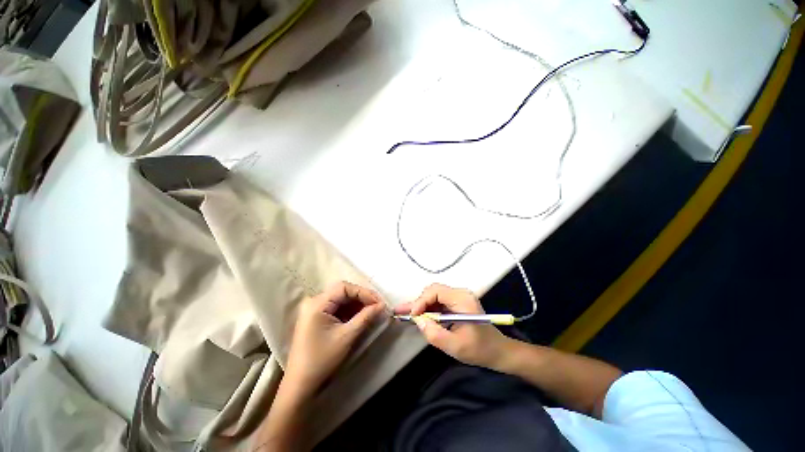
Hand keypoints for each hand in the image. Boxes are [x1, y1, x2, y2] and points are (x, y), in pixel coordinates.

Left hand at [285, 281, 385, 396]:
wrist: (301, 384)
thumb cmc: (322, 359)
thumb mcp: (347, 336)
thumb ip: (365, 317)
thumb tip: (382, 305)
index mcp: (317, 304)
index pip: (344, 288)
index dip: (364, 292)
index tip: (379, 302)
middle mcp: (314, 302)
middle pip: (343, 291)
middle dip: (362, 298)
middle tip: (378, 306)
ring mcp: (314, 309)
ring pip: (341, 299)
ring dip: (357, 304)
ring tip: (372, 311)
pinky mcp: (317, 317)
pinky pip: (337, 307)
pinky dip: (350, 311)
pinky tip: (361, 316)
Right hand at [394, 283, 510, 368]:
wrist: (498, 351)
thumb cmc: (480, 349)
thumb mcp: (455, 346)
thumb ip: (434, 334)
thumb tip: (418, 320)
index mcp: (462, 300)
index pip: (435, 291)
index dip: (421, 301)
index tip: (411, 316)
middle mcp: (460, 293)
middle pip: (433, 291)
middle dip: (419, 302)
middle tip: (404, 314)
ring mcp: (458, 297)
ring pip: (434, 296)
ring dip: (421, 305)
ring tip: (405, 313)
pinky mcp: (456, 303)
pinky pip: (438, 302)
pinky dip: (427, 309)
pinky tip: (417, 315)